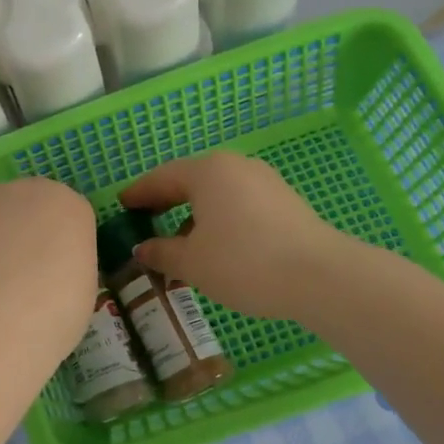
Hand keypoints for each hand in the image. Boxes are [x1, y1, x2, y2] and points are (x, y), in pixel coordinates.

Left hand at [0, 178, 97, 359]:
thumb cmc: (55, 311)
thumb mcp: (83, 290)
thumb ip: (68, 265)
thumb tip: (51, 271)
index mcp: (69, 205)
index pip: (68, 216)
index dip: (61, 245)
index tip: (56, 272)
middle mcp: (26, 190)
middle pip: (27, 205)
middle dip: (24, 231)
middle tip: (22, 274)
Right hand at [119, 152, 353, 320]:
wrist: (321, 276)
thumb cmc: (244, 262)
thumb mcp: (192, 263)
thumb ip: (161, 252)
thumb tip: (143, 248)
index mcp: (208, 172)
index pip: (162, 177)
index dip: (139, 193)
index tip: (122, 205)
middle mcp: (236, 167)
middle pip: (191, 181)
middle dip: (166, 202)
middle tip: (145, 220)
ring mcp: (265, 182)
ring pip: (217, 194)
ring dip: (194, 215)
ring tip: (180, 244)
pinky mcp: (285, 202)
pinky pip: (239, 205)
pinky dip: (220, 220)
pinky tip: (217, 247)